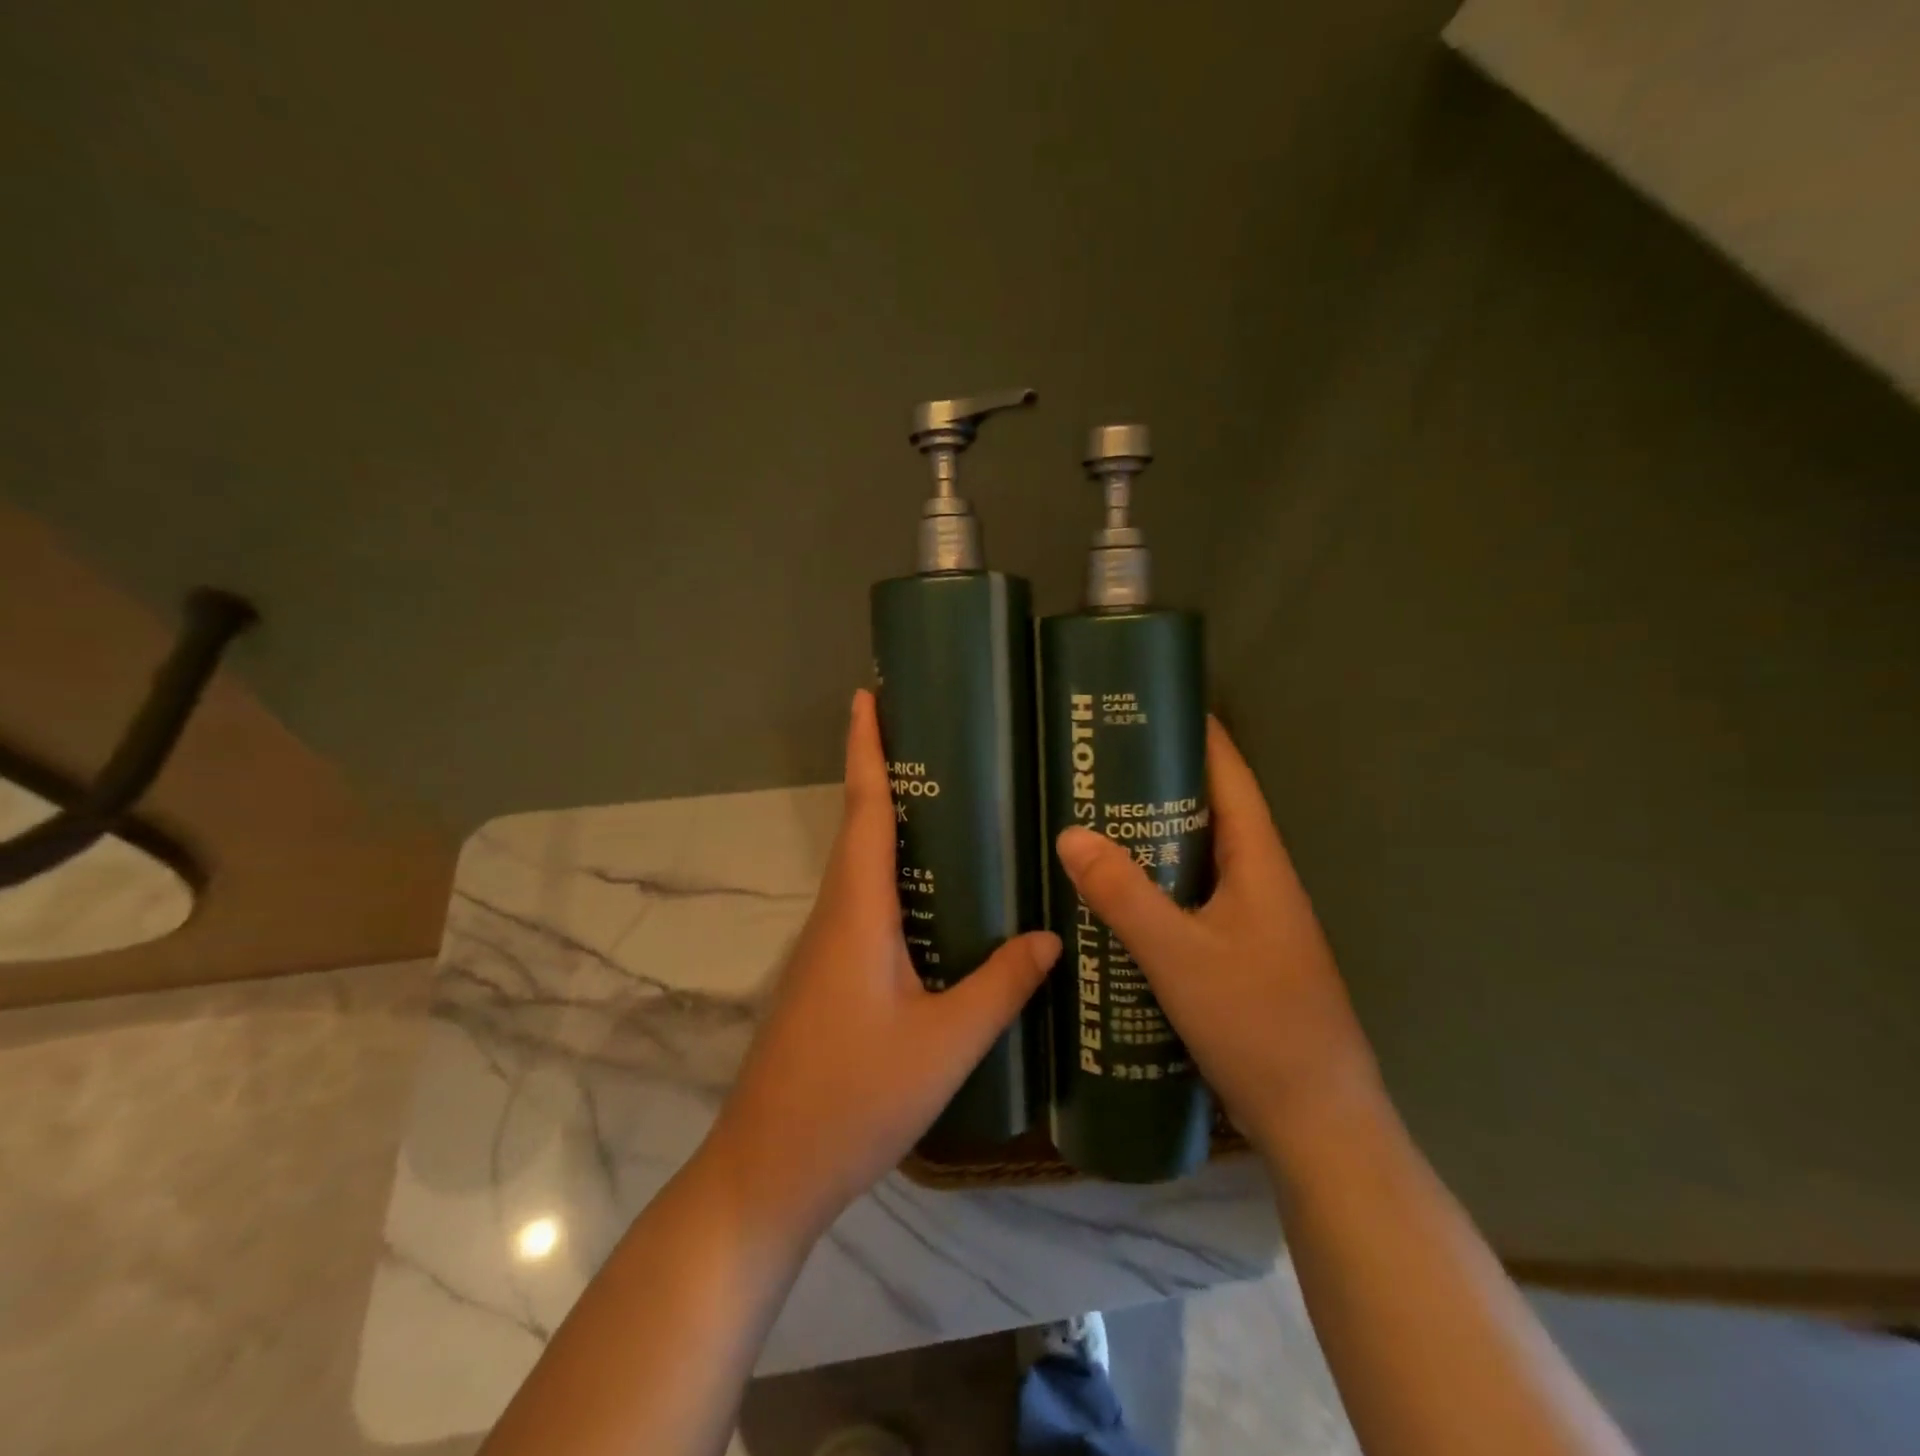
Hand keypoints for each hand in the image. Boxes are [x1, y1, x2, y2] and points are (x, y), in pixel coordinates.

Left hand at [706, 689, 1060, 1236]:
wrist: (769, 1170)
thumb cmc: (854, 1098)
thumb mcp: (945, 1043)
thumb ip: (1000, 985)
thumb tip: (1051, 934)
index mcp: (856, 912)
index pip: (862, 809)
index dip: (866, 749)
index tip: (868, 696)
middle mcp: (835, 916)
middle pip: (859, 826)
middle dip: (886, 773)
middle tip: (937, 738)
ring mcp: (825, 949)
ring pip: (861, 868)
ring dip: (890, 825)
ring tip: (951, 804)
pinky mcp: (827, 977)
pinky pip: (864, 906)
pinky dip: (894, 878)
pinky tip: (935, 899)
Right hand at [1054, 718, 1384, 1170]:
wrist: (1317, 1121)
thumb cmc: (1257, 1025)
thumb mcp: (1179, 956)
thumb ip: (1124, 894)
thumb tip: (1071, 833)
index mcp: (1260, 863)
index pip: (1230, 776)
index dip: (1198, 735)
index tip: (1151, 704)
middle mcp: (1261, 880)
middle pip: (1211, 811)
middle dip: (1161, 781)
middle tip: (1099, 763)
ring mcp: (1253, 919)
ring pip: (1200, 857)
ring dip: (1156, 834)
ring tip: (1096, 816)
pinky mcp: (1240, 952)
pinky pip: (1193, 897)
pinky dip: (1158, 881)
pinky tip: (1117, 893)